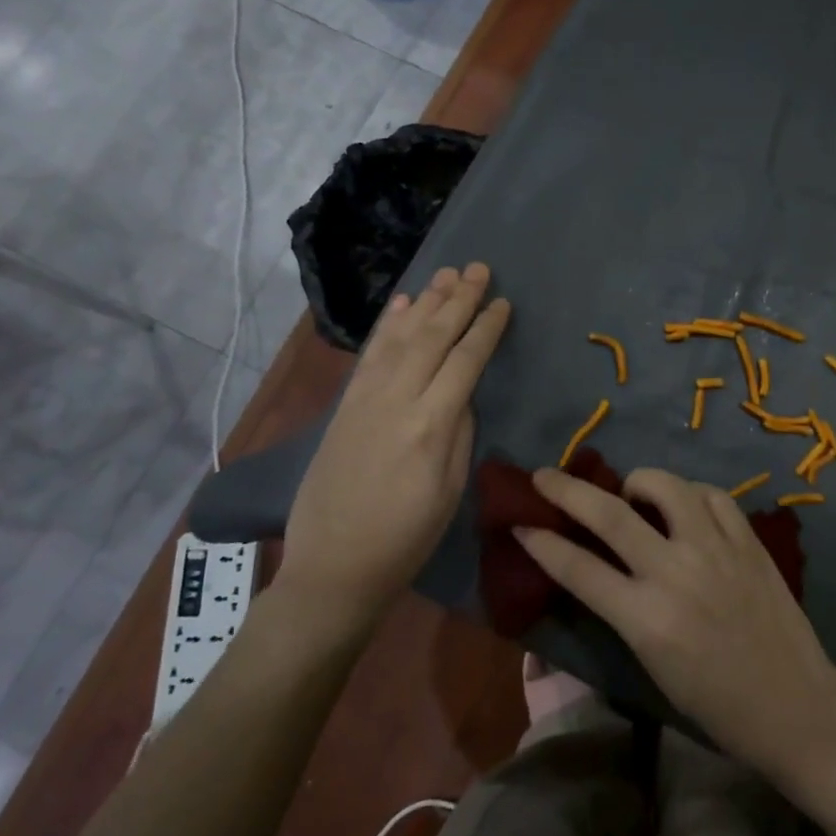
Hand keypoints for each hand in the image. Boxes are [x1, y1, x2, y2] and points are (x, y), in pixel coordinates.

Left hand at [277, 263, 510, 627]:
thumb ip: (459, 432)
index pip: (466, 360)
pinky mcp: (345, 405)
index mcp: (431, 424)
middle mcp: (397, 399)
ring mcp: (365, 399)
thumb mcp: (450, 490)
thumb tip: (462, 393)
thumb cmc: (406, 538)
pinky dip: (389, 325)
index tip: (503, 302)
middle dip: (460, 299)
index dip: (487, 328)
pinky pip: (370, 354)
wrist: (333, 567)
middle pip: (434, 337)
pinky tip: (403, 305)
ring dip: (427, 302)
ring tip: (448, 274)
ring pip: (402, 337)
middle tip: (480, 269)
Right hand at [518, 465, 835, 777]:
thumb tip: (596, 568)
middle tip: (545, 475)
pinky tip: (684, 504)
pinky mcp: (748, 541)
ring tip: (631, 492)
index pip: (579, 568)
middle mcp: (677, 573)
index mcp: (647, 619)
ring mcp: (716, 550)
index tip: (521, 524)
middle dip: (568, 491)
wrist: (796, 707)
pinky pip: (711, 495)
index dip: (543, 543)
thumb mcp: (653, 666)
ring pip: (666, 486)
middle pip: (611, 514)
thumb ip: (623, 611)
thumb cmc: (717, 705)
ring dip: (637, 482)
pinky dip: (689, 493)